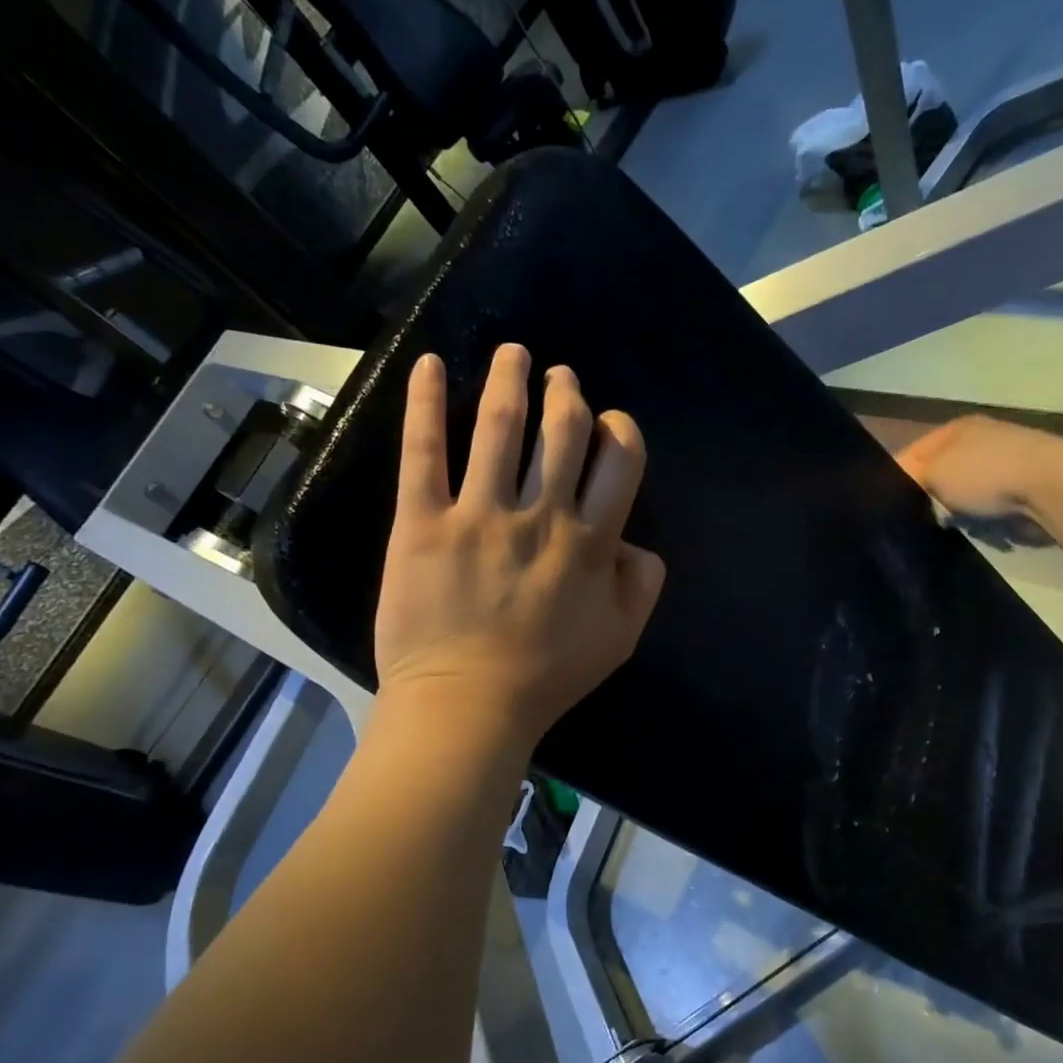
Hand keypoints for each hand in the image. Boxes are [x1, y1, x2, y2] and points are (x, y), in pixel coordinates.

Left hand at [374, 343, 665, 747]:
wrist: (466, 707)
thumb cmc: (545, 677)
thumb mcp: (620, 639)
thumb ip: (641, 583)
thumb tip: (633, 540)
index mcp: (590, 541)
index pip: (617, 458)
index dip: (618, 429)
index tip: (607, 424)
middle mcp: (540, 515)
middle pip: (562, 430)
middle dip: (566, 393)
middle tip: (559, 377)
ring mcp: (478, 514)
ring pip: (500, 426)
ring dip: (509, 379)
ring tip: (513, 354)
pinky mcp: (421, 522)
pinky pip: (423, 451)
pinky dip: (424, 402)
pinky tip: (428, 364)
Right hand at [894, 415, 1062, 548]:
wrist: (1054, 488)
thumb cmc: (986, 473)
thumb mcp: (932, 473)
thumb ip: (906, 479)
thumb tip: (887, 492)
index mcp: (955, 429)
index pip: (911, 454)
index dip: (895, 479)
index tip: (884, 508)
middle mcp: (979, 442)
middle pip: (937, 476)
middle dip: (926, 499)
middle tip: (912, 522)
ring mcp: (1003, 464)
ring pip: (961, 496)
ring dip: (954, 513)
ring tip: (945, 529)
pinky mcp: (1022, 490)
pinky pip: (986, 510)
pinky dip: (979, 521)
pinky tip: (976, 530)